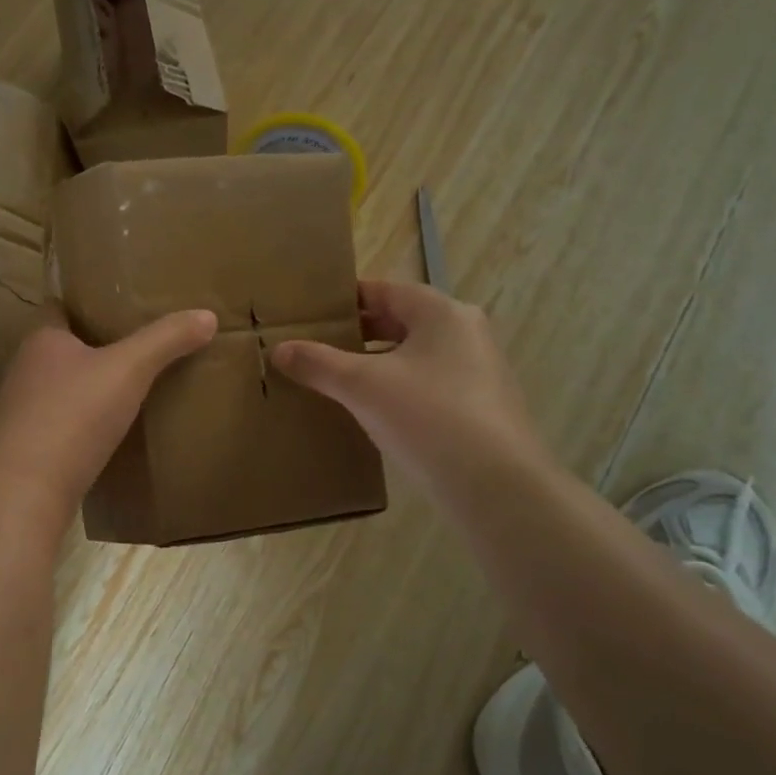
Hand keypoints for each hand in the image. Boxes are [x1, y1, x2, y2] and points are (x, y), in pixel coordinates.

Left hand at [0, 306, 217, 509]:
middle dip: (94, 346)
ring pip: (60, 388)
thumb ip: (166, 340)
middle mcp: (25, 370)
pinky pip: (60, 423)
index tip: (119, 306)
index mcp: (41, 340)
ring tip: (128, 387)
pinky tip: (110, 431)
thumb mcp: (129, 369)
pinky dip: (82, 422)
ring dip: (88, 387)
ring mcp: (22, 411)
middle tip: (136, 345)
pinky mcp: (28, 447)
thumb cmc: (74, 415)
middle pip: (62, 348)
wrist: (28, 490)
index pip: (60, 307)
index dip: (87, 303)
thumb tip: (207, 315)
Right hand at [272, 280, 548, 487]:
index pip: (384, 291)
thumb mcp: (361, 386)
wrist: (495, 483)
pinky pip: (430, 384)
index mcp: (441, 312)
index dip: (345, 300)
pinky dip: (400, 388)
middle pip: (401, 321)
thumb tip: (279, 349)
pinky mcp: (482, 406)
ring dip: (379, 363)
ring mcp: (479, 370)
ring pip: (416, 355)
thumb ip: (318, 363)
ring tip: (339, 380)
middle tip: (318, 346)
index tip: (312, 314)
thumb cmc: (427, 415)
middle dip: (359, 333)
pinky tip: (376, 412)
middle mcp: (466, 332)